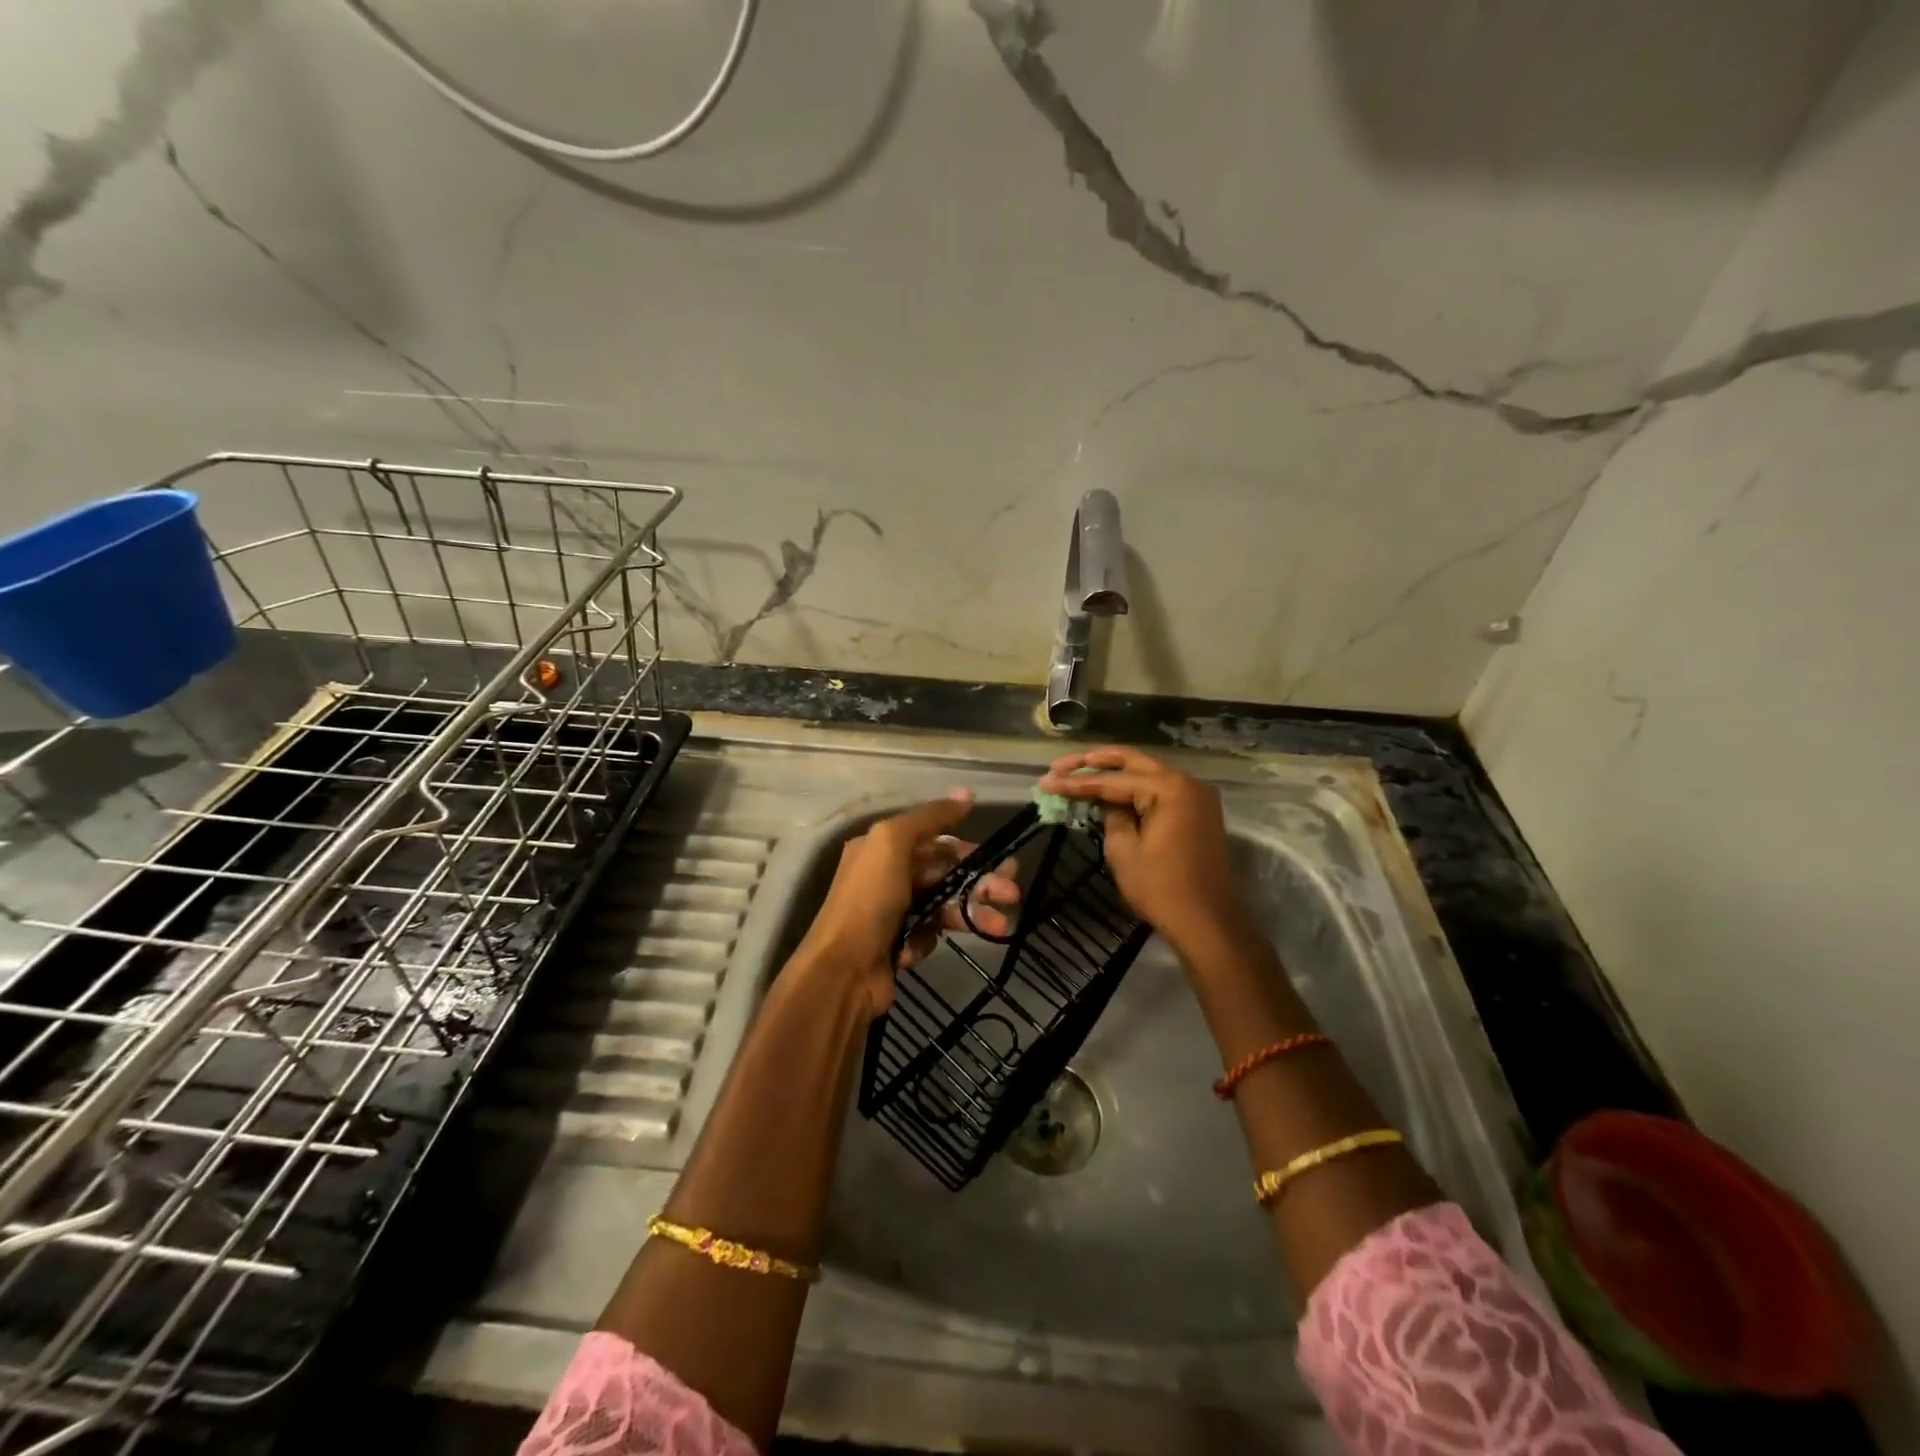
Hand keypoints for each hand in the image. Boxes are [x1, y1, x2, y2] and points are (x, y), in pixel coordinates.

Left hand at [792, 791, 1019, 1017]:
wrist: (842, 970)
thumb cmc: (868, 900)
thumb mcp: (893, 843)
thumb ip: (930, 817)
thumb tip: (967, 794)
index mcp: (881, 847)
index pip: (934, 840)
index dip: (967, 848)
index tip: (1000, 859)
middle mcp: (886, 875)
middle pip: (944, 872)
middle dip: (979, 882)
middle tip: (1010, 893)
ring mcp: (893, 911)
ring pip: (943, 904)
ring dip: (971, 912)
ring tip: (998, 926)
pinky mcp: (898, 944)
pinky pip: (928, 934)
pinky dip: (929, 939)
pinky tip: (916, 949)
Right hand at [1038, 747, 1250, 958]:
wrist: (1209, 923)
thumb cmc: (1162, 889)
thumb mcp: (1124, 851)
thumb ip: (1111, 816)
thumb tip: (1108, 803)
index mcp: (1169, 788)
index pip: (1112, 779)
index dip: (1076, 782)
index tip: (1046, 781)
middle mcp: (1186, 781)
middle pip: (1132, 762)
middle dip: (1094, 763)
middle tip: (1061, 766)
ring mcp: (1196, 795)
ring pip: (1147, 772)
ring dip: (1114, 772)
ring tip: (1078, 772)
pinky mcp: (1198, 811)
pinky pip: (1160, 789)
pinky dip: (1134, 787)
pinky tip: (1110, 790)